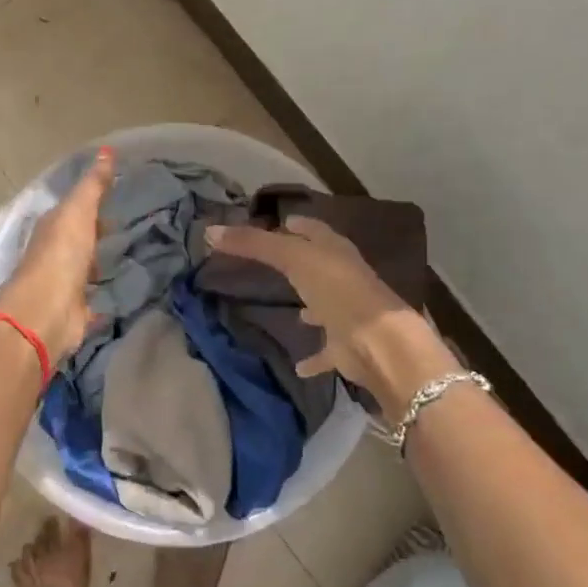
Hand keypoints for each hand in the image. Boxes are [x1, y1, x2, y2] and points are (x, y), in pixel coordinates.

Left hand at [0, 147, 114, 359]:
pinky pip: (92, 302)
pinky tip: (118, 295)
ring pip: (83, 270)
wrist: (45, 312)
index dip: (93, 204)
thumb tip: (108, 150)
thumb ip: (93, 185)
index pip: (73, 210)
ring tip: (126, 258)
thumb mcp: (78, 211)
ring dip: (97, 265)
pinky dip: (102, 298)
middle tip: (124, 228)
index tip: (117, 199)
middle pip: (77, 240)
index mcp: (52, 228)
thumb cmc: (60, 255)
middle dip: (96, 234)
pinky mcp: (73, 312)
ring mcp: (63, 285)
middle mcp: (54, 254)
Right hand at [203, 215, 459, 421]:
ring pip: (327, 305)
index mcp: (335, 252)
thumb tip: (210, 231)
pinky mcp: (347, 347)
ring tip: (292, 311)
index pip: (314, 230)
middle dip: (301, 263)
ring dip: (312, 306)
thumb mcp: (292, 258)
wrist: (378, 343)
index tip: (280, 221)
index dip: (298, 223)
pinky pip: (326, 350)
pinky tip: (297, 365)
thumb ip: (253, 244)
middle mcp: (344, 279)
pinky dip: (313, 357)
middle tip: (273, 262)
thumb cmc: (338, 290)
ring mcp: (348, 314)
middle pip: (320, 265)